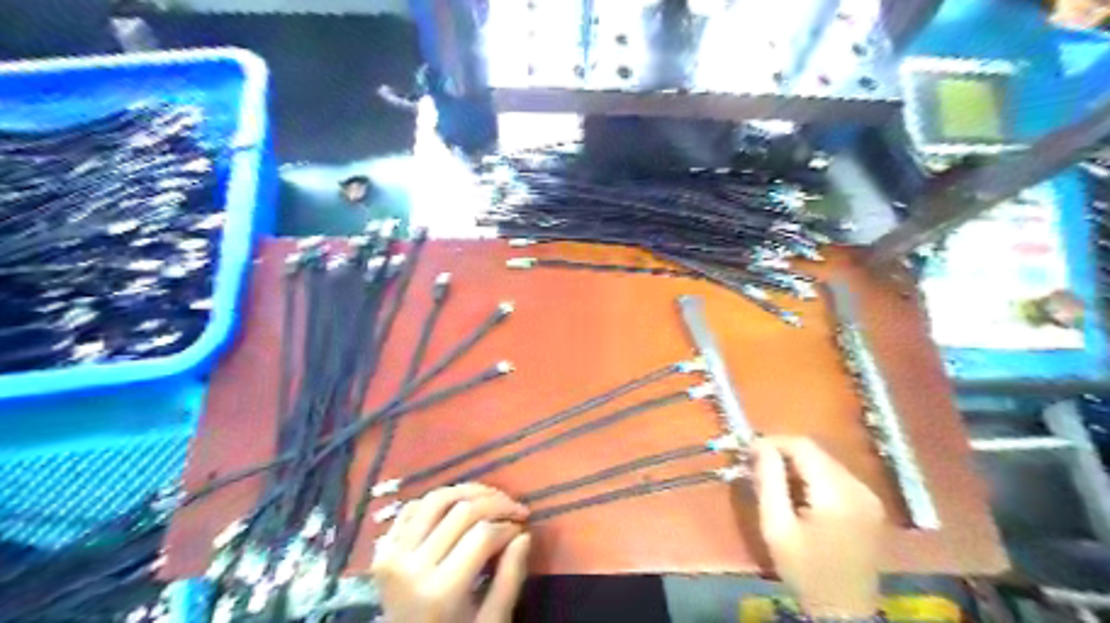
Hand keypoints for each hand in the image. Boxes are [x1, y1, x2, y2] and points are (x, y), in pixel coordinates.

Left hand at [370, 482, 529, 621]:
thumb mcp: (491, 622)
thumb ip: (510, 578)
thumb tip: (524, 535)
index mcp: (440, 591)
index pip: (483, 535)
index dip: (509, 525)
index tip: (523, 527)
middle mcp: (411, 566)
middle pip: (462, 511)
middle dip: (496, 503)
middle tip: (516, 508)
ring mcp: (391, 554)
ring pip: (436, 499)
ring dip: (469, 491)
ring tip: (492, 497)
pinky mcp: (382, 548)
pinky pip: (412, 508)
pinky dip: (438, 500)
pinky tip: (458, 505)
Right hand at [754, 437, 885, 618]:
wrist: (844, 611)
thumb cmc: (804, 570)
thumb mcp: (776, 527)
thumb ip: (769, 481)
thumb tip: (760, 446)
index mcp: (837, 493)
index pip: (803, 446)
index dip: (774, 442)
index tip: (749, 450)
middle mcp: (858, 487)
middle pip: (816, 452)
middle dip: (784, 454)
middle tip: (757, 466)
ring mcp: (869, 496)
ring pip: (826, 462)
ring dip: (798, 465)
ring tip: (774, 480)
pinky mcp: (870, 504)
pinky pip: (836, 477)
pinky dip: (814, 477)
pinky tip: (799, 494)